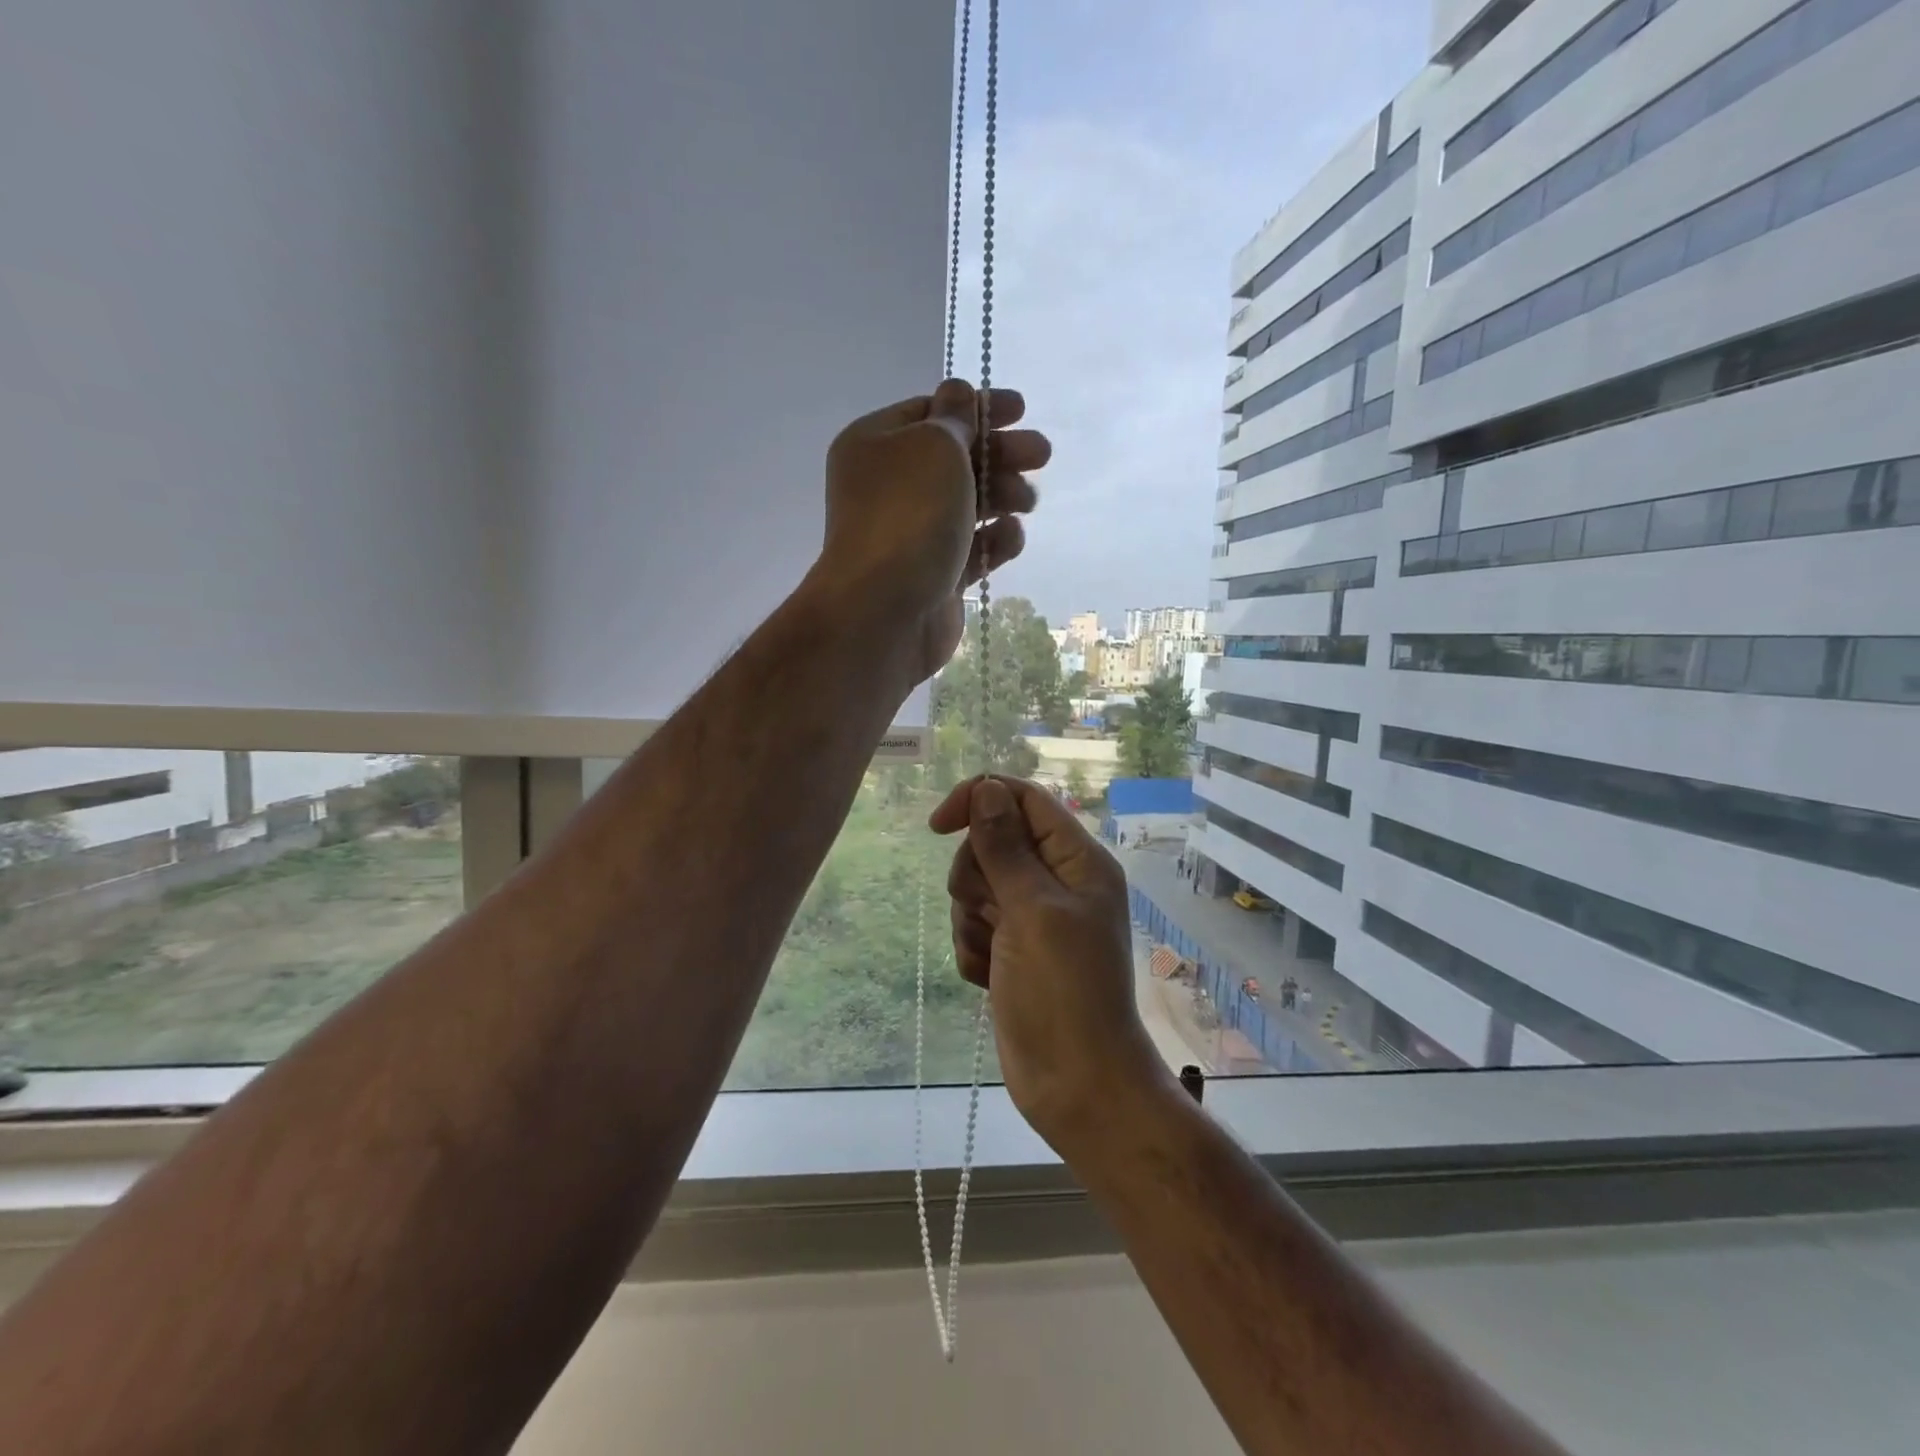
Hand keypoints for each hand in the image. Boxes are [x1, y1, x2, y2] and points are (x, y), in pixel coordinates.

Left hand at [814, 380, 1047, 680]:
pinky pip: (972, 549)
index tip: (1021, 410)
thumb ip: (955, 418)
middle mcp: (890, 487)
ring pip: (968, 504)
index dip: (977, 408)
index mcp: (876, 445)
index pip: (931, 413)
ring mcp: (912, 534)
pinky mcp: (935, 575)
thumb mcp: (935, 446)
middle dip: (1000, 453)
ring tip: (1027, 501)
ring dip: (1003, 495)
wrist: (885, 610)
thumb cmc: (909, 514)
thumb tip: (958, 394)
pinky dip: (994, 540)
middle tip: (1041, 454)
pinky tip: (1011, 537)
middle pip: (955, 459)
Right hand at [929, 776, 1172, 1151]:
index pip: (1023, 799)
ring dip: (971, 920)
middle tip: (992, 916)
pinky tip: (989, 978)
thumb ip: (1005, 847)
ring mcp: (1034, 917)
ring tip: (993, 956)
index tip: (937, 825)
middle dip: (977, 877)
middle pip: (992, 842)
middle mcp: (1057, 881)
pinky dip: (973, 949)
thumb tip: (986, 787)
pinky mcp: (1014, 950)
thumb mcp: (1032, 911)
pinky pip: (974, 926)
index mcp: (1077, 860)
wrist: (1075, 1085)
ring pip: (977, 886)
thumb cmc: (1063, 993)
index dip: (979, 800)